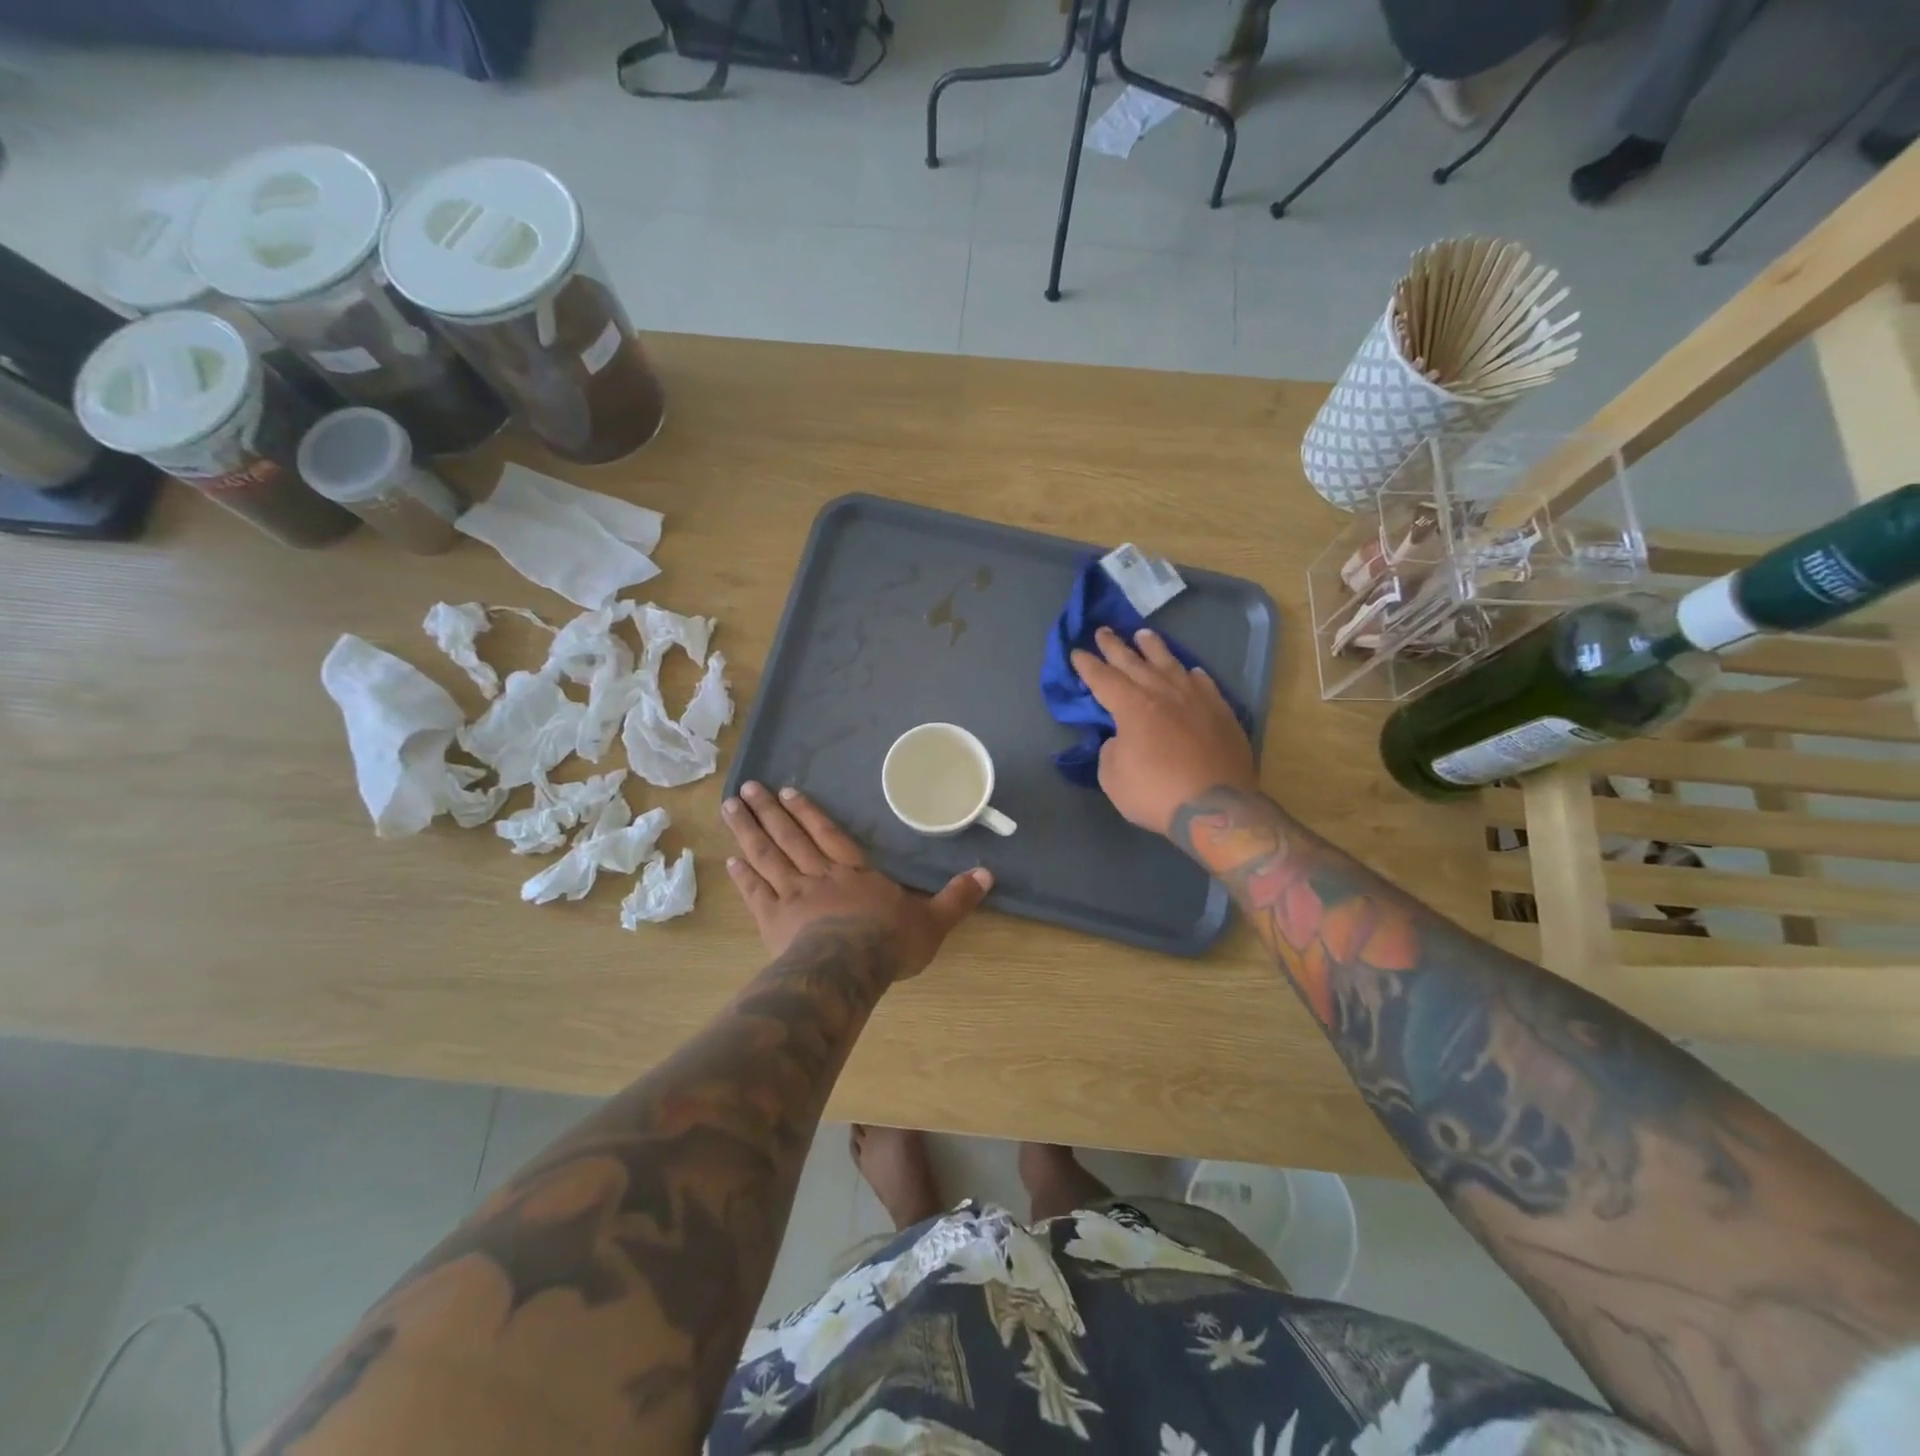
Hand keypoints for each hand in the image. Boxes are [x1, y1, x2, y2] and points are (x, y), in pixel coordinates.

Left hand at [723, 781, 991, 979]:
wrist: (849, 968)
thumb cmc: (890, 942)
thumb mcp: (933, 920)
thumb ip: (957, 896)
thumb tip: (988, 873)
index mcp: (855, 872)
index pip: (829, 834)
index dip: (809, 813)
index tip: (788, 792)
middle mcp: (820, 876)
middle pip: (790, 837)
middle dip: (769, 811)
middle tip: (747, 788)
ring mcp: (793, 896)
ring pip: (767, 856)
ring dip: (748, 830)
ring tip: (731, 807)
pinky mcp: (773, 920)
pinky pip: (756, 892)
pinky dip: (743, 875)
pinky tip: (729, 859)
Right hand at [1070, 626, 1258, 836]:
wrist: (1216, 807)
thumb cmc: (1156, 793)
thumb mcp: (1113, 778)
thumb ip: (1111, 750)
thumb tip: (1121, 739)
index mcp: (1132, 706)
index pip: (1103, 679)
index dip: (1087, 665)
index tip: (1077, 652)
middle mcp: (1163, 693)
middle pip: (1134, 663)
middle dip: (1115, 646)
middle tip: (1104, 630)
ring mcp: (1196, 700)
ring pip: (1171, 665)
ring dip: (1154, 649)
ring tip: (1144, 635)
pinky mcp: (1221, 713)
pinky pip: (1204, 685)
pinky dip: (1192, 675)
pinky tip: (1191, 671)